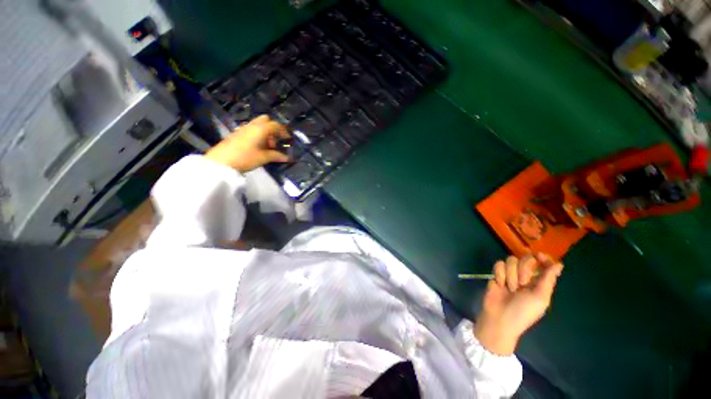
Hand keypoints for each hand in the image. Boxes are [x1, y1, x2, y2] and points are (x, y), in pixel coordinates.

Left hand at [205, 115, 290, 172]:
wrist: (221, 161)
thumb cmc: (245, 158)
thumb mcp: (263, 158)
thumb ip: (276, 156)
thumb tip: (287, 157)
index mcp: (261, 129)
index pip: (276, 125)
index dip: (284, 131)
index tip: (288, 140)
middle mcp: (252, 125)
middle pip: (266, 120)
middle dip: (274, 128)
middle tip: (276, 140)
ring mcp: (243, 128)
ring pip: (258, 124)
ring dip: (265, 131)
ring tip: (267, 146)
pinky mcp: (237, 133)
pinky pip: (251, 129)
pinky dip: (258, 134)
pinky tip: (258, 146)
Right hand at [473, 254, 562, 355]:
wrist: (500, 317)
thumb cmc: (523, 311)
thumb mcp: (540, 298)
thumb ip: (548, 280)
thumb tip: (559, 264)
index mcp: (539, 283)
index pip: (544, 265)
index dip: (543, 258)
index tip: (538, 255)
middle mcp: (525, 276)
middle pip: (526, 259)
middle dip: (523, 270)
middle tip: (522, 284)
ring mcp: (510, 275)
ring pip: (511, 261)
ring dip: (510, 275)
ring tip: (509, 288)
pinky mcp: (497, 274)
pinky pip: (498, 264)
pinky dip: (500, 274)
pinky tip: (500, 284)